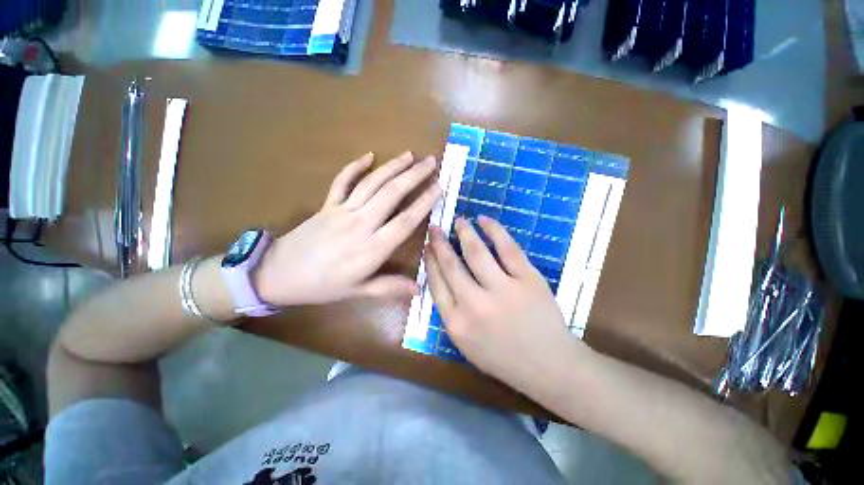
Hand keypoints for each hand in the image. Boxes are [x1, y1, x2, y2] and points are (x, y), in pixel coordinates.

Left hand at [254, 152, 438, 305]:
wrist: (278, 274)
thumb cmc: (322, 286)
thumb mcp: (358, 292)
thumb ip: (389, 288)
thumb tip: (419, 290)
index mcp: (372, 247)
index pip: (405, 220)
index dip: (424, 202)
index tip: (439, 187)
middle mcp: (361, 223)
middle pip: (392, 194)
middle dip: (414, 176)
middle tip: (431, 162)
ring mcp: (343, 210)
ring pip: (372, 183)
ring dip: (392, 167)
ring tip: (409, 155)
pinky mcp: (327, 204)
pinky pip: (342, 181)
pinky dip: (355, 166)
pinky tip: (368, 155)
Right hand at [425, 216, 585, 395]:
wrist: (549, 367)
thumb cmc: (504, 358)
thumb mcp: (466, 344)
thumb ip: (451, 313)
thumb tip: (441, 278)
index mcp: (457, 324)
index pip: (436, 284)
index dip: (430, 262)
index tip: (427, 247)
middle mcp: (475, 305)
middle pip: (451, 266)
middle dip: (440, 243)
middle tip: (435, 227)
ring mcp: (503, 290)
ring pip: (476, 253)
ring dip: (464, 232)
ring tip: (458, 220)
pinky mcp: (528, 279)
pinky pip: (507, 248)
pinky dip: (494, 230)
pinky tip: (484, 220)